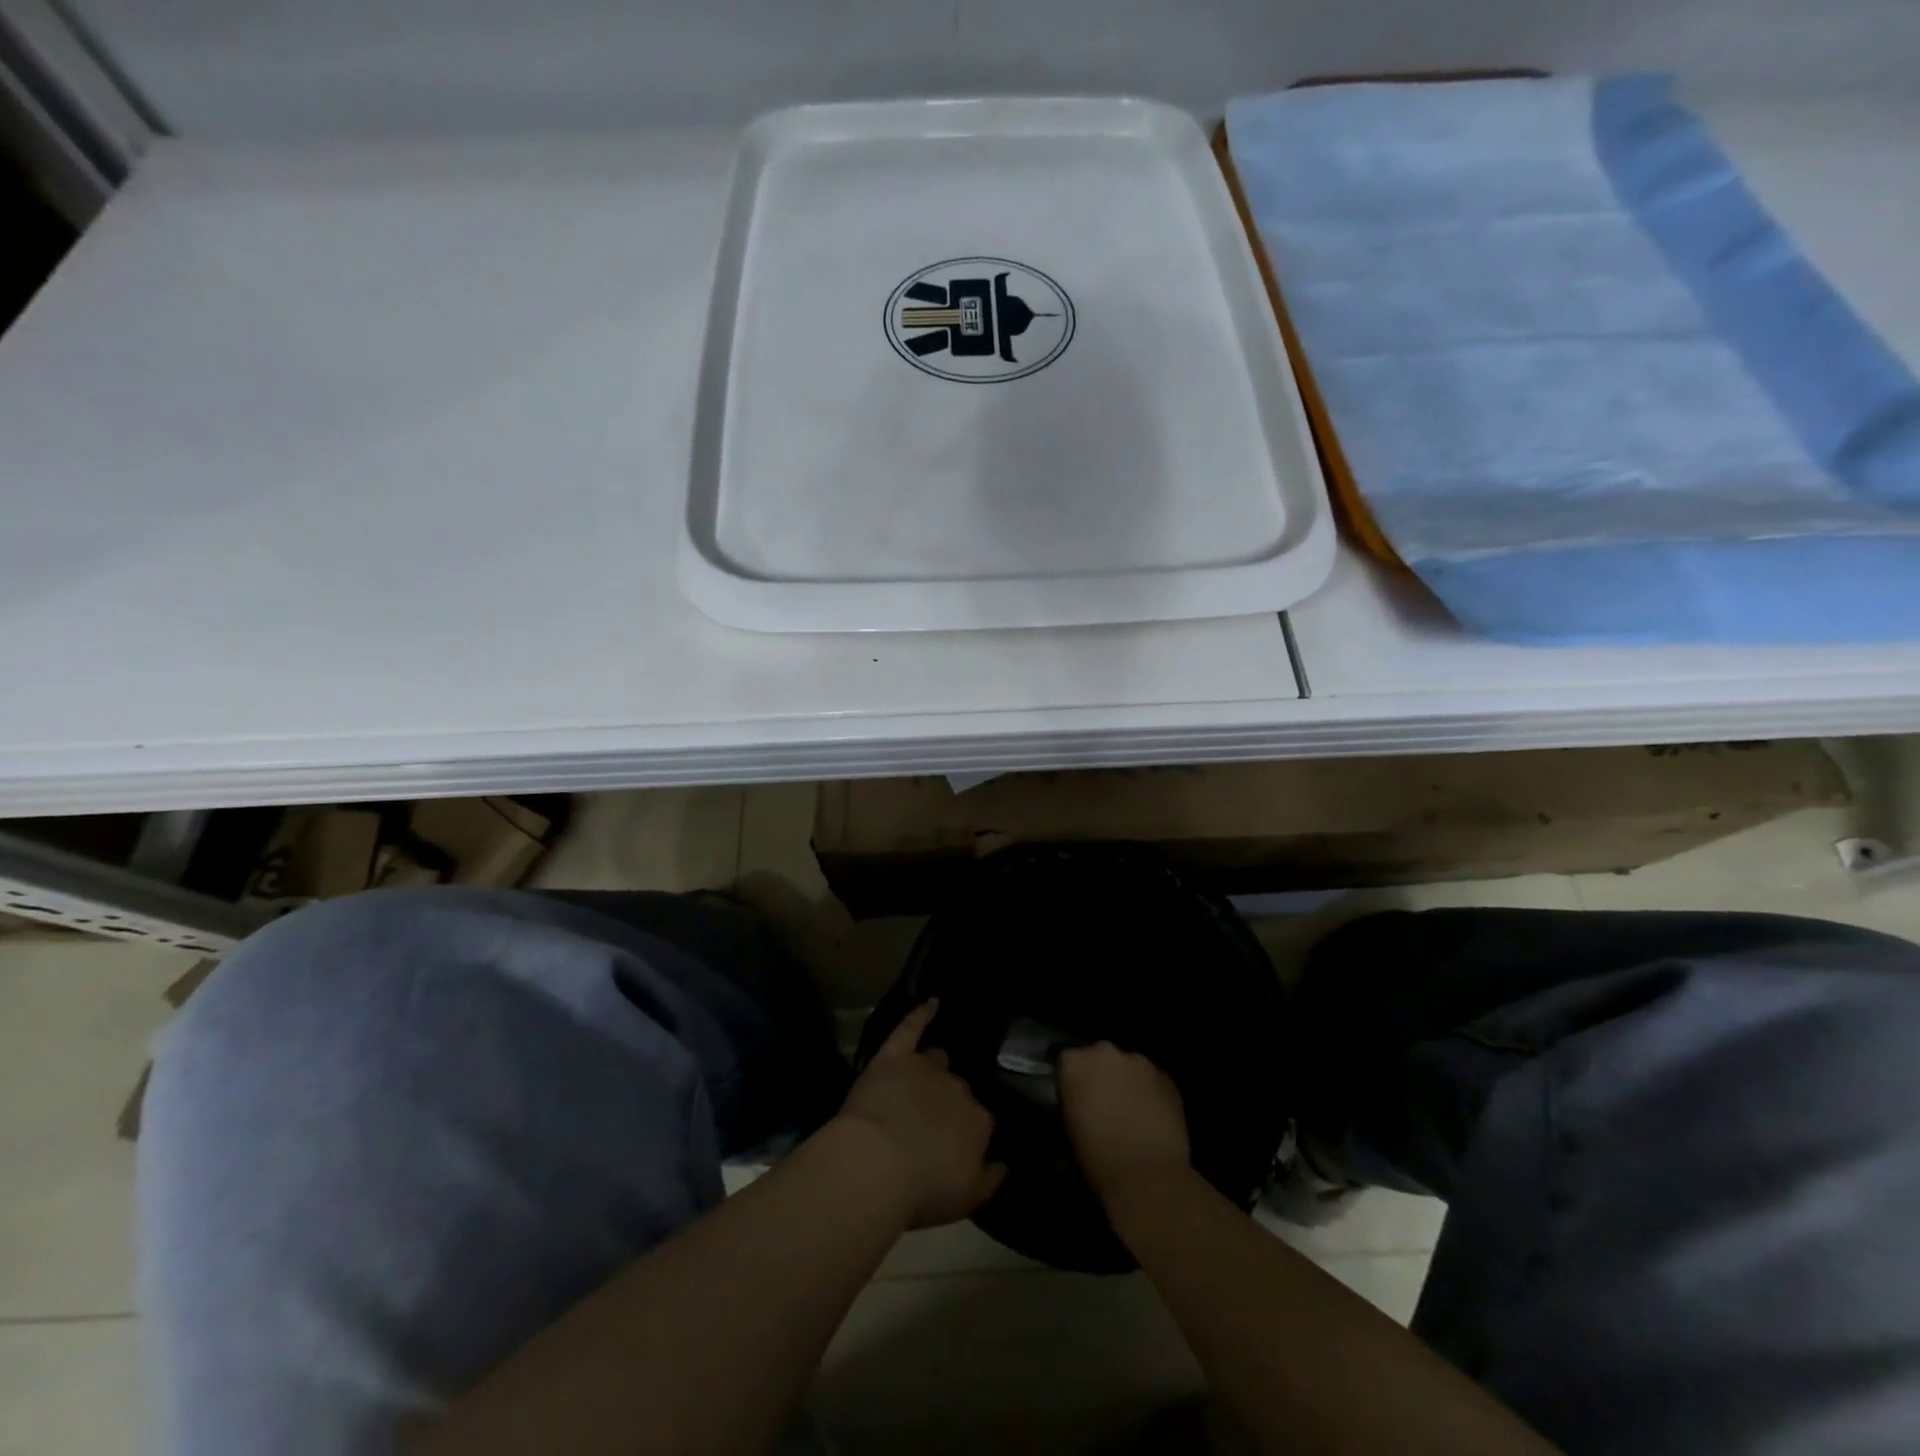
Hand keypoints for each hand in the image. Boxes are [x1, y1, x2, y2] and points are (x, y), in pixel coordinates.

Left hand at [836, 1002, 1005, 1228]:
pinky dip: (921, 1014)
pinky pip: (910, 1028)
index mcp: (979, 1122)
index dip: (968, 1130)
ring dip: (935, 1066)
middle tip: (935, 1118)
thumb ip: (991, 1180)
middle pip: (959, 1088)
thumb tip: (1006, 1164)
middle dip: (950, 1100)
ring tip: (929, 1072)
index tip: (958, 1142)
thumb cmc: (924, 1190)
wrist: (879, 1164)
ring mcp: (925, 1068)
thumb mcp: (967, 1199)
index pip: (982, 1119)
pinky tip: (931, 1002)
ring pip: (937, 1060)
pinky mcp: (894, 1057)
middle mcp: (958, 1088)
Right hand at [1058, 1043, 1190, 1203]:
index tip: (1076, 1099)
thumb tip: (1078, 1102)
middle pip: (1099, 1057)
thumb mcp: (1068, 1128)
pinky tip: (1151, 1117)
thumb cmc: (1096, 1157)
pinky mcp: (1166, 1076)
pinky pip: (1152, 1080)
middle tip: (1103, 1104)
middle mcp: (1105, 1052)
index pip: (1067, 1061)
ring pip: (1128, 1067)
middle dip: (1101, 1075)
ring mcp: (1139, 1061)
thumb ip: (1071, 1102)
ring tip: (1130, 1112)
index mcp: (1074, 1062)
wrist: (1146, 1175)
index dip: (1072, 1080)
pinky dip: (1149, 1093)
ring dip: (1127, 1082)